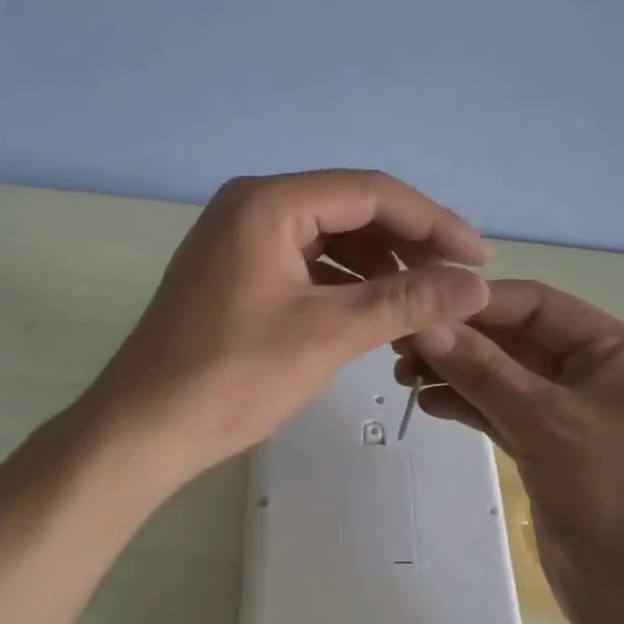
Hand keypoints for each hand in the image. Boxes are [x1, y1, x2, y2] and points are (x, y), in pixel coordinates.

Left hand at [82, 170, 490, 488]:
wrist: (143, 430)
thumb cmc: (233, 376)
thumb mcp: (329, 334)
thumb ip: (407, 301)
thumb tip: (477, 286)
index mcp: (270, 202)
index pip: (372, 193)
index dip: (434, 223)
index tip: (480, 259)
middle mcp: (253, 205)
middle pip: (352, 210)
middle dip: (409, 245)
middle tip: (457, 284)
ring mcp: (241, 239)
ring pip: (331, 239)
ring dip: (381, 267)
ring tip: (426, 302)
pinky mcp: (238, 272)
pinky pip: (308, 264)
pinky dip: (347, 284)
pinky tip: (378, 311)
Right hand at [396, 280, 623, 623]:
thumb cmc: (613, 494)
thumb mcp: (546, 422)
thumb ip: (483, 370)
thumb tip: (425, 324)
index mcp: (615, 350)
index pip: (538, 305)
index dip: (478, 302)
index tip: (420, 303)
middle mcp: (594, 372)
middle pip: (517, 340)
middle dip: (461, 340)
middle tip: (398, 344)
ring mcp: (570, 413)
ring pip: (504, 377)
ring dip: (457, 372)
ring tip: (402, 375)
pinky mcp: (550, 449)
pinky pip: (502, 413)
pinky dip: (468, 405)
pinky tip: (428, 402)